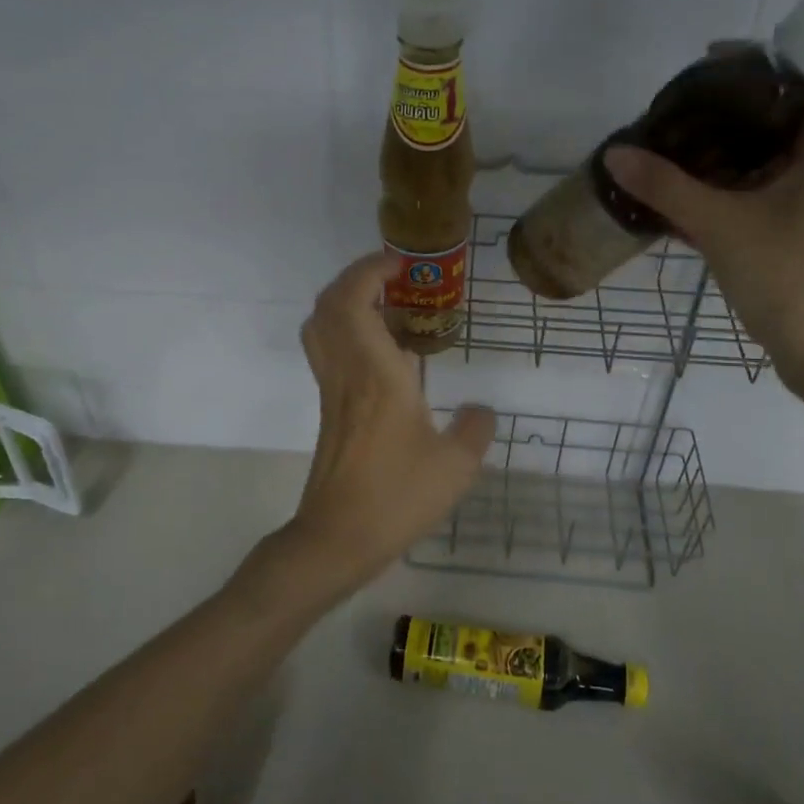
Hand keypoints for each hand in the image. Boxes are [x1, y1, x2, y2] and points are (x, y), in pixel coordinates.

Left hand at [280, 252, 495, 594]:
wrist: (337, 539)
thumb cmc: (396, 497)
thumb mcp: (455, 466)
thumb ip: (475, 429)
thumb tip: (482, 410)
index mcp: (375, 373)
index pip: (354, 300)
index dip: (371, 270)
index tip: (403, 264)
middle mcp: (347, 372)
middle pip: (329, 304)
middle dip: (357, 277)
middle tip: (397, 278)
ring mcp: (332, 390)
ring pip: (322, 326)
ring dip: (348, 301)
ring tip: (391, 305)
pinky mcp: (329, 409)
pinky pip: (330, 350)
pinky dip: (349, 330)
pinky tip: (386, 352)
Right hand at [603, 88, 803, 395]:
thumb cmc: (789, 279)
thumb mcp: (721, 227)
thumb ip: (666, 188)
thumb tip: (616, 154)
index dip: (763, 64)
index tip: (710, 65)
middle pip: (795, 118)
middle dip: (742, 109)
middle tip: (688, 111)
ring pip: (789, 160)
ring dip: (743, 151)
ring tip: (689, 151)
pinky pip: (786, 193)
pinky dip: (750, 186)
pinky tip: (708, 202)